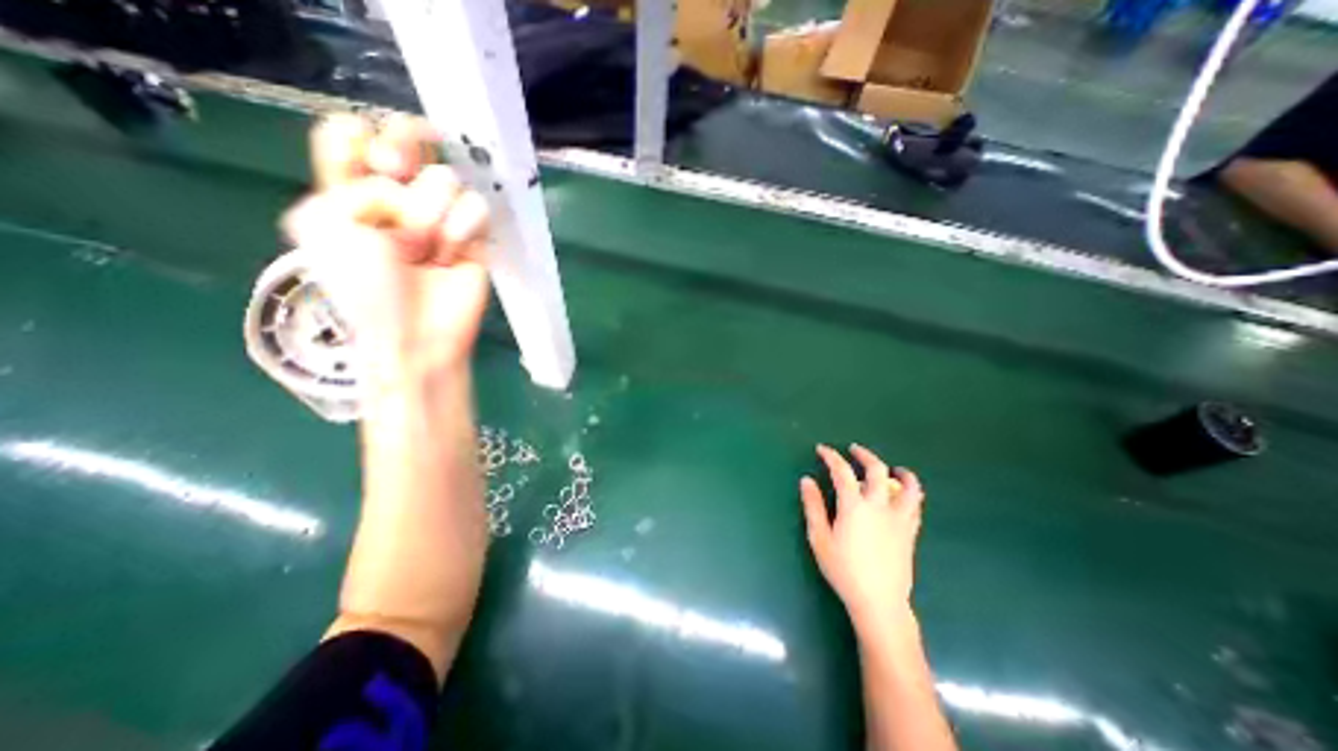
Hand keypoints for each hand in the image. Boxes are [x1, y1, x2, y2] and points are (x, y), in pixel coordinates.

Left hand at [285, 114, 492, 392]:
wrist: (418, 333)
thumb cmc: (365, 288)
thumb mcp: (324, 225)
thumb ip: (354, 181)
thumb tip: (408, 189)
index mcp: (350, 191)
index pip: (352, 134)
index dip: (359, 135)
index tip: (366, 159)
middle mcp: (398, 196)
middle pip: (407, 136)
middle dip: (401, 146)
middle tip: (394, 170)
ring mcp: (441, 216)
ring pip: (446, 177)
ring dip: (431, 217)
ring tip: (424, 253)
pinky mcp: (475, 236)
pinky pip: (477, 208)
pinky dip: (462, 233)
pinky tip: (450, 258)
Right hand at [797, 442, 927, 631]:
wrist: (879, 602)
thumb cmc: (843, 570)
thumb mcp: (820, 538)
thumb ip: (813, 506)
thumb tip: (806, 480)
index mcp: (854, 506)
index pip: (842, 471)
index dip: (831, 456)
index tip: (822, 450)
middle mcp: (879, 506)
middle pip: (877, 470)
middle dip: (864, 455)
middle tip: (854, 450)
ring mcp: (899, 518)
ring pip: (907, 487)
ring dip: (900, 473)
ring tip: (893, 469)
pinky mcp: (910, 532)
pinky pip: (915, 506)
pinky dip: (911, 494)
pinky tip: (904, 495)